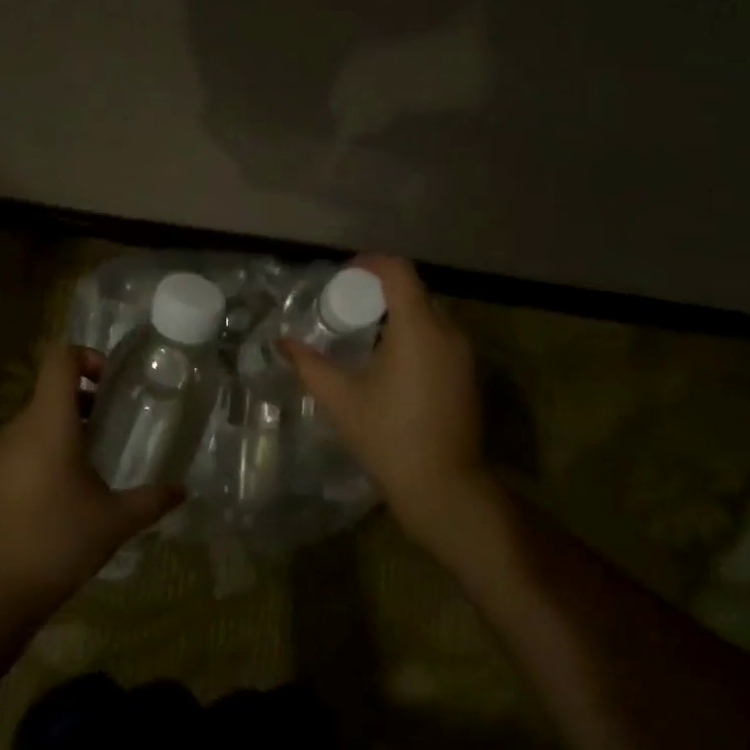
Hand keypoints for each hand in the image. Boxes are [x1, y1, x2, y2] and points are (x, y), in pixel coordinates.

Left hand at [0, 343, 183, 608]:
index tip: (111, 384)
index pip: (59, 358)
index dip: (87, 356)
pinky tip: (59, 500)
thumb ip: (151, 501)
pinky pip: (17, 451)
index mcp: (48, 423)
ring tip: (90, 470)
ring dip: (63, 433)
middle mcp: (16, 428)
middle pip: (49, 393)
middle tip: (112, 432)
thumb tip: (182, 490)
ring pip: (34, 425)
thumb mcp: (114, 523)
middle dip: (84, 404)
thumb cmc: (55, 544)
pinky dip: (41, 457)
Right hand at [282, 256, 497, 568]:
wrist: (443, 486)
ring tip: (364, 333)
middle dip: (379, 291)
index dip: (370, 263)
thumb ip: (308, 363)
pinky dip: (414, 334)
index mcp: (418, 327)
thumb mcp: (340, 397)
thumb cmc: (387, 436)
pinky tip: (390, 362)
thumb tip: (282, 342)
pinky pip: (439, 337)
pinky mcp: (468, 374)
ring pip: (429, 314)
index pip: (398, 271)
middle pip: (414, 290)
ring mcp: (464, 354)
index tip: (343, 274)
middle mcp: (448, 331)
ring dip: (397, 314)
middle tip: (346, 306)